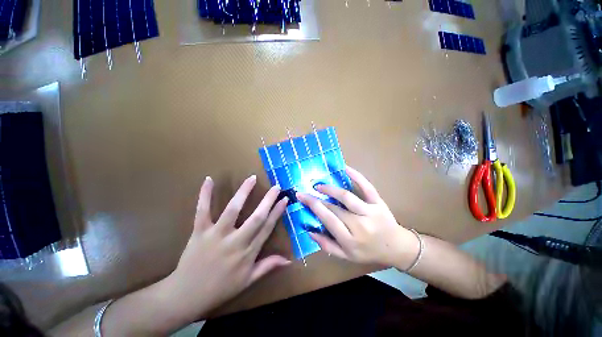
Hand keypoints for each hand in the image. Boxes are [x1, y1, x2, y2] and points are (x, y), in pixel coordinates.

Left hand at [163, 175, 289, 321]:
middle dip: (268, 200)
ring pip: (232, 210)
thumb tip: (289, 261)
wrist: (186, 296)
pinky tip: (209, 180)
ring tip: (252, 178)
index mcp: (248, 252)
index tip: (284, 200)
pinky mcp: (200, 231)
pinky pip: (203, 210)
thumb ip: (268, 266)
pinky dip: (205, 195)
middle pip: (256, 217)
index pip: (267, 228)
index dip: (277, 212)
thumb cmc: (220, 288)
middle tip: (276, 186)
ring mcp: (217, 234)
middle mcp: (235, 241)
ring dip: (243, 192)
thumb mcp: (248, 281)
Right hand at [297, 166, 418, 268]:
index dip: (313, 206)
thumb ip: (326, 245)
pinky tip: (345, 168)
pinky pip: (366, 187)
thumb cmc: (368, 252)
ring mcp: (370, 211)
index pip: (327, 219)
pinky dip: (356, 176)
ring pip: (347, 196)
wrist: (397, 247)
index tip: (301, 197)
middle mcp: (359, 225)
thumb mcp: (346, 256)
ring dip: (330, 189)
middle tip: (306, 191)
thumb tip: (309, 231)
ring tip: (319, 185)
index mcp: (350, 240)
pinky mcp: (378, 202)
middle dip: (317, 198)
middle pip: (334, 208)